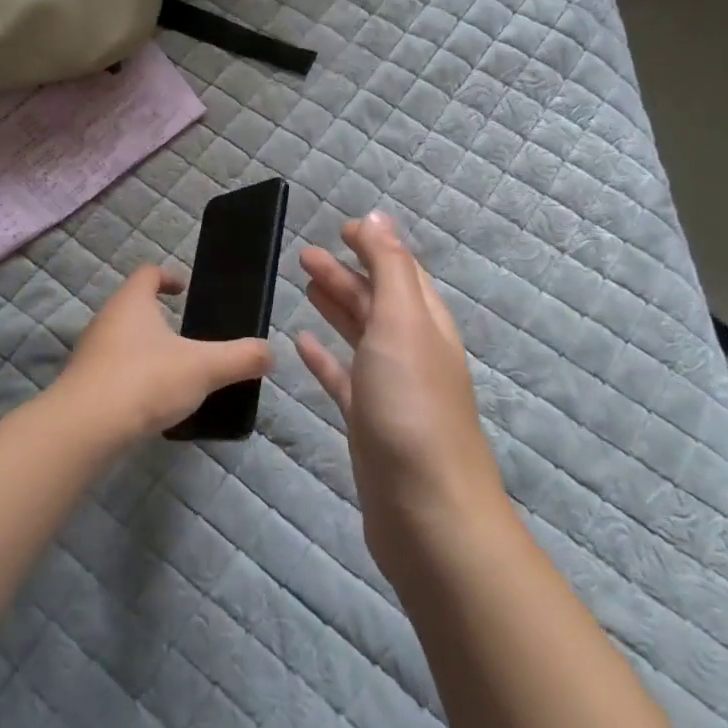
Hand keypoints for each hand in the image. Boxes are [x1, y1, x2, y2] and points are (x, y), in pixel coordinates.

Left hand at [57, 266, 272, 441]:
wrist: (86, 428)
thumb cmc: (146, 380)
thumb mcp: (204, 368)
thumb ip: (240, 358)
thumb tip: (269, 352)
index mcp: (132, 302)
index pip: (148, 273)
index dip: (168, 277)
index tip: (186, 290)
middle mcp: (106, 320)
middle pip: (133, 307)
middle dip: (160, 318)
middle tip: (190, 337)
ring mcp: (90, 353)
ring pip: (123, 341)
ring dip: (147, 350)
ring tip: (176, 372)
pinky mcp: (84, 385)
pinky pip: (113, 372)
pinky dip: (134, 379)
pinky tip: (152, 402)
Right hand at [297, 213, 504, 574]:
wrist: (426, 511)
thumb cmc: (412, 406)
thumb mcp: (402, 323)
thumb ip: (389, 268)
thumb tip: (378, 217)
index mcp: (425, 323)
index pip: (400, 271)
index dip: (374, 246)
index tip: (340, 228)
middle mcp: (411, 351)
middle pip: (376, 300)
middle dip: (345, 273)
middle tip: (303, 254)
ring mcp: (390, 389)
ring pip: (360, 335)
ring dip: (335, 307)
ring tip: (304, 285)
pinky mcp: (368, 422)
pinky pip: (343, 378)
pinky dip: (324, 357)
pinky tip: (301, 344)